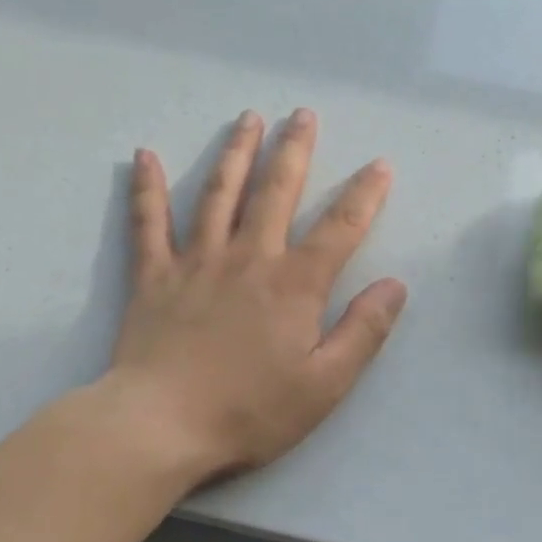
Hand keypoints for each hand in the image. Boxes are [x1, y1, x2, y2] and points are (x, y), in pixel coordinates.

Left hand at [102, 109, 406, 486]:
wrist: (161, 426)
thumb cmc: (251, 410)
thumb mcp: (326, 383)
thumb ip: (364, 331)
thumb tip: (395, 285)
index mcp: (295, 285)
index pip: (340, 229)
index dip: (364, 195)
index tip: (380, 165)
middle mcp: (249, 258)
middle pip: (276, 192)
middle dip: (294, 151)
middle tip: (303, 114)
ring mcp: (197, 262)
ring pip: (218, 194)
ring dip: (236, 153)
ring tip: (248, 118)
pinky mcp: (155, 278)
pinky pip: (149, 223)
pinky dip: (147, 188)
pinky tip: (146, 156)